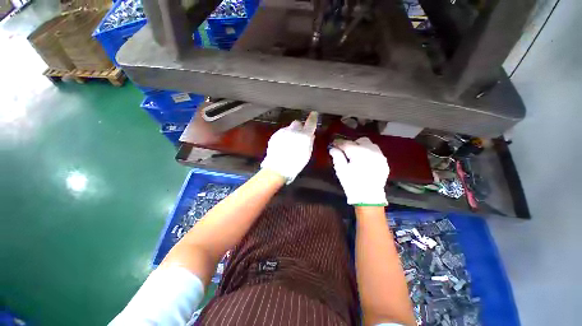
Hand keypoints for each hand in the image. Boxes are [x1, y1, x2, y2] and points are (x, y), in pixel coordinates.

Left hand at [261, 112, 317, 183]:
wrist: (278, 168)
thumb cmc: (295, 163)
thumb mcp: (307, 154)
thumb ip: (309, 142)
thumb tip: (310, 135)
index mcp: (304, 135)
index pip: (310, 122)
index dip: (313, 118)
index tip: (314, 114)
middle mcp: (294, 130)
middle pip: (297, 123)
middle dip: (299, 127)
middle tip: (298, 135)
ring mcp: (283, 132)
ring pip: (289, 128)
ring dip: (290, 132)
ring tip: (289, 143)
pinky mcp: (275, 135)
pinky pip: (281, 132)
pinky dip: (283, 136)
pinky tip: (282, 145)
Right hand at [329, 137, 388, 205]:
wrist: (369, 198)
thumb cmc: (352, 184)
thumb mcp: (341, 170)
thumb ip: (337, 156)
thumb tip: (333, 148)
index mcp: (359, 153)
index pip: (347, 143)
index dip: (338, 143)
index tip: (333, 144)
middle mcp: (371, 151)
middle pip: (360, 141)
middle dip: (351, 144)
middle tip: (345, 151)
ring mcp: (380, 156)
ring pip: (369, 144)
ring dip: (361, 147)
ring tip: (355, 155)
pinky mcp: (384, 162)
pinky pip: (376, 151)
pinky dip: (368, 152)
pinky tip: (364, 160)